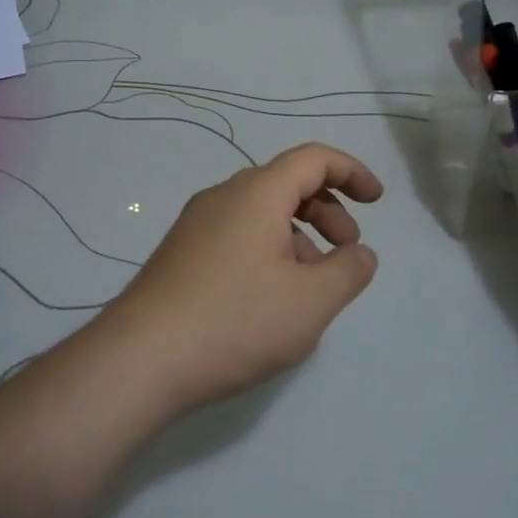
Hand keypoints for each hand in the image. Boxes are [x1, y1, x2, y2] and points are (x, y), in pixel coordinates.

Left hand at [100, 144, 382, 414]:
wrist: (141, 359)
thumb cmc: (236, 321)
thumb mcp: (311, 301)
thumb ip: (348, 271)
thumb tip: (359, 253)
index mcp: (256, 193)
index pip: (313, 158)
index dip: (351, 172)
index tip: (376, 201)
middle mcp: (222, 197)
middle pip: (286, 183)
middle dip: (327, 210)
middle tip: (348, 250)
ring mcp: (195, 225)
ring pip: (260, 213)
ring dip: (298, 235)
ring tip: (312, 284)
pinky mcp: (181, 254)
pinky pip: (236, 235)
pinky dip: (268, 250)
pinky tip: (271, 298)